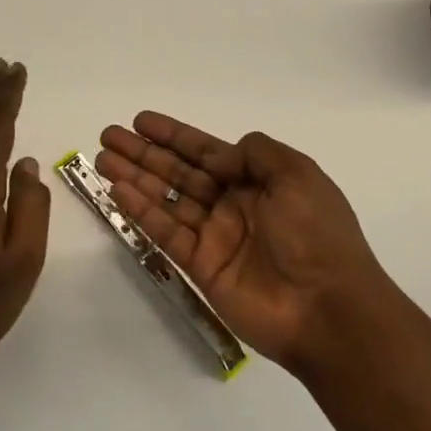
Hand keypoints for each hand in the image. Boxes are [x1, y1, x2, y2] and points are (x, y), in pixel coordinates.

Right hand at [96, 113, 395, 372]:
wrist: (328, 309)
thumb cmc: (316, 234)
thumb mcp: (297, 175)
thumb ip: (256, 153)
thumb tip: (219, 157)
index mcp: (258, 181)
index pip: (206, 151)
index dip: (173, 135)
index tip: (141, 120)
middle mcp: (233, 204)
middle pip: (179, 172)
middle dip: (144, 153)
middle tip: (108, 136)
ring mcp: (215, 236)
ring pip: (166, 199)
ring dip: (135, 178)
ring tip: (103, 159)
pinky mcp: (202, 267)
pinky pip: (166, 233)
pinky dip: (142, 212)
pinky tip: (118, 191)